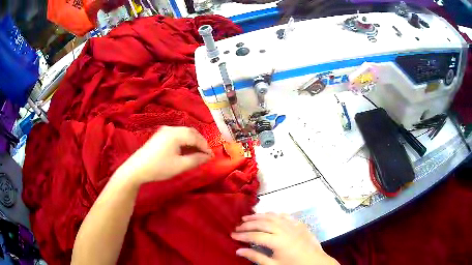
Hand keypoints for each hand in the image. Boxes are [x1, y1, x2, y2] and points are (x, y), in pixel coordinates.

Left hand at [115, 126, 213, 185]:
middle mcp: (170, 128)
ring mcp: (164, 131)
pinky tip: (185, 150)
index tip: (212, 156)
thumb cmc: (159, 168)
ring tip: (197, 153)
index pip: (196, 137)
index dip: (205, 146)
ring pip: (184, 133)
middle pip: (190, 132)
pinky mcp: (160, 135)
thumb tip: (208, 157)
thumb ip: (196, 160)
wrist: (137, 169)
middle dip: (200, 142)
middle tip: (206, 154)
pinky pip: (177, 135)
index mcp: (175, 134)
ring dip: (192, 141)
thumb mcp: (180, 166)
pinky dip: (184, 141)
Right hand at [232, 213, 338, 264]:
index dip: (242, 235)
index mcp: (277, 241)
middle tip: (237, 226)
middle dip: (248, 224)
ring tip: (248, 217)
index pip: (255, 236)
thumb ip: (256, 257)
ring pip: (272, 216)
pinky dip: (274, 214)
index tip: (232, 235)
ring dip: (259, 216)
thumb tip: (238, 250)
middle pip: (262, 223)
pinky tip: (269, 215)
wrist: (316, 263)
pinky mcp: (299, 224)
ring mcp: (293, 225)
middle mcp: (284, 229)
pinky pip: (285, 215)